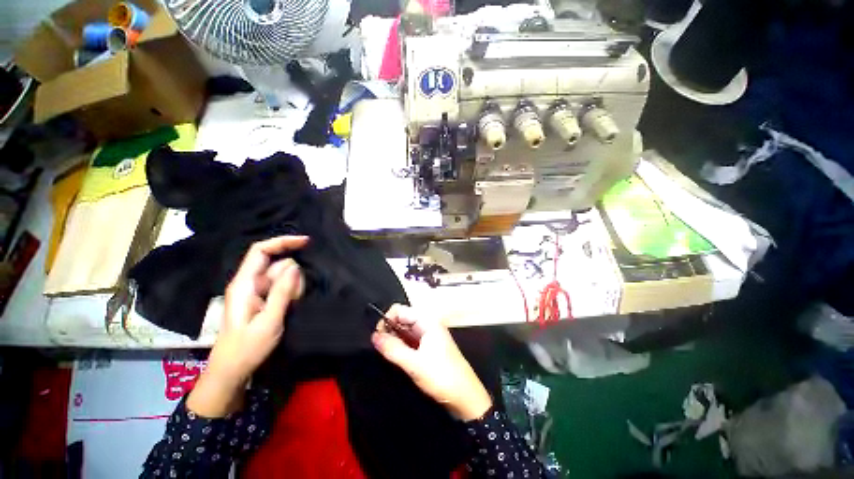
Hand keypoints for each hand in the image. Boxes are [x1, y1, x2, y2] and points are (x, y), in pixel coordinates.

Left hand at [188, 236, 307, 417]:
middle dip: (293, 276)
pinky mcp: (264, 298)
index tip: (306, 242)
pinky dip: (292, 293)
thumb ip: (282, 292)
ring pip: (284, 276)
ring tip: (291, 308)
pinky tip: (291, 307)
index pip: (260, 251)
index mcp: (244, 283)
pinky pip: (283, 287)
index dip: (282, 242)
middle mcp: (250, 282)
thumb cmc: (247, 348)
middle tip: (295, 299)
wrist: (233, 370)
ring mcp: (257, 290)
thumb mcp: (269, 321)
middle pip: (278, 264)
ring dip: (293, 287)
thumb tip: (295, 265)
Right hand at [371, 304, 492, 420]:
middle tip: (380, 349)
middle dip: (389, 330)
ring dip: (395, 339)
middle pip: (402, 319)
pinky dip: (402, 346)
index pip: (399, 310)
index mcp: (427, 320)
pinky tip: (396, 357)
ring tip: (387, 354)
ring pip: (405, 331)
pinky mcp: (428, 347)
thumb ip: (392, 348)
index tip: (377, 338)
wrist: (466, 397)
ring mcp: (429, 335)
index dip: (386, 320)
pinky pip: (410, 341)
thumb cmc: (442, 376)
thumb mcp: (414, 364)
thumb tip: (373, 337)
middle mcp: (427, 324)